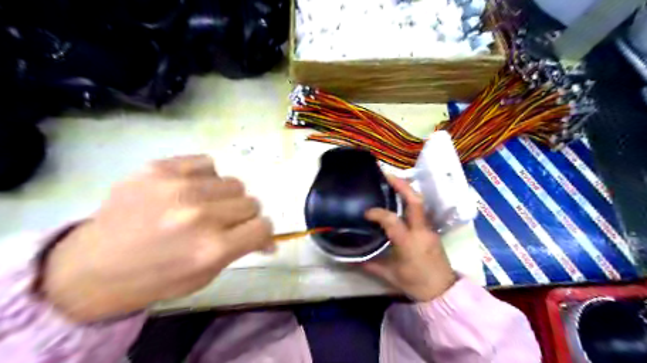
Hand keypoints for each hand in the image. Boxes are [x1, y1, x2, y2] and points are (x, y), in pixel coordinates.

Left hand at [39, 155, 271, 321]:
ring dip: (225, 197)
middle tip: (223, 223)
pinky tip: (189, 188)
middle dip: (242, 215)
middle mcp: (200, 215)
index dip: (260, 232)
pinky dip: (206, 176)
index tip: (250, 233)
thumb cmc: (156, 279)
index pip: (264, 226)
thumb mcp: (205, 276)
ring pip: (233, 182)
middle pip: (251, 202)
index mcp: (213, 248)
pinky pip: (206, 162)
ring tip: (204, 205)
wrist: (92, 268)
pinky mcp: (158, 168)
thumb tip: (271, 240)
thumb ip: (241, 251)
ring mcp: (178, 187)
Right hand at [362, 174, 456, 301]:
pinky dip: (410, 201)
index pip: (391, 220)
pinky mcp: (432, 230)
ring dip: (407, 190)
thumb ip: (370, 264)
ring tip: (392, 182)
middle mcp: (420, 231)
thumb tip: (352, 259)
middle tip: (387, 175)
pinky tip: (400, 201)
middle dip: (401, 185)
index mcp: (408, 242)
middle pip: (415, 201)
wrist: (443, 291)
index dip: (377, 213)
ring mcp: (429, 229)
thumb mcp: (390, 275)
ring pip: (420, 203)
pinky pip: (420, 211)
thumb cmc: (416, 283)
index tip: (366, 213)